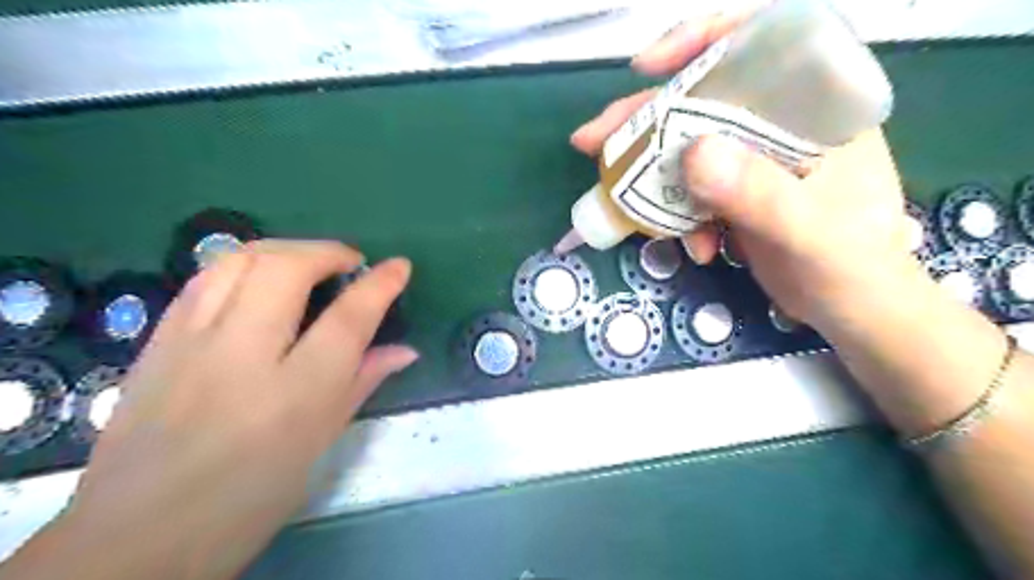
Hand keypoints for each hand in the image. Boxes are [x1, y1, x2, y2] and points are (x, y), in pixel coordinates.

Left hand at [47, 239, 415, 579]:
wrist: (137, 536)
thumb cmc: (251, 497)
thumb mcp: (321, 442)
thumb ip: (363, 382)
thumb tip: (405, 350)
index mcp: (295, 394)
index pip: (348, 319)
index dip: (380, 284)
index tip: (399, 266)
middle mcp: (242, 356)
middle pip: (286, 268)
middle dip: (327, 251)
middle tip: (348, 261)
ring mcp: (191, 343)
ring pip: (239, 260)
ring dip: (285, 248)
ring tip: (307, 262)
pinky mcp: (156, 341)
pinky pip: (204, 279)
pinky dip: (243, 265)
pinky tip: (259, 279)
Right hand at [569, 9, 916, 330]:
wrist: (854, 313)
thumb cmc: (853, 266)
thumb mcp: (808, 230)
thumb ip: (757, 192)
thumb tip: (691, 153)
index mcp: (817, 107)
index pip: (760, 43)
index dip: (700, 42)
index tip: (646, 68)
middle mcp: (782, 124)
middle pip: (703, 101)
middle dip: (645, 121)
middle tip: (593, 141)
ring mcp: (755, 161)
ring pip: (688, 148)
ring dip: (652, 177)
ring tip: (623, 204)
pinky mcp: (737, 194)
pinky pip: (691, 191)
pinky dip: (679, 217)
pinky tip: (694, 247)